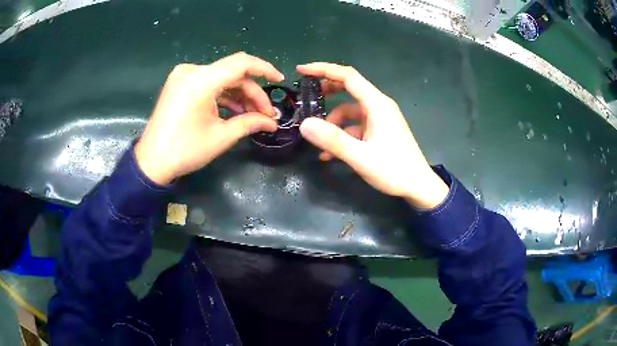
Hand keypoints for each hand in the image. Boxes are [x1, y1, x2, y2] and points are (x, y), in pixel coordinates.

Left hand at [135, 52, 283, 184]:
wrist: (151, 162)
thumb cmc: (185, 151)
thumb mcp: (221, 137)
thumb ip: (250, 123)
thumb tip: (272, 122)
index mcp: (201, 81)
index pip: (241, 63)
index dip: (264, 69)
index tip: (280, 80)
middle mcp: (191, 71)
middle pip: (232, 73)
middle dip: (252, 92)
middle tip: (266, 114)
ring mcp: (183, 76)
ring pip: (221, 78)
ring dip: (239, 94)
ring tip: (252, 115)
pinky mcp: (180, 84)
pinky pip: (208, 83)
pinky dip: (223, 95)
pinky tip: (235, 110)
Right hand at [297, 63, 448, 208]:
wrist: (419, 187)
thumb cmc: (394, 170)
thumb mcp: (361, 157)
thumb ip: (333, 140)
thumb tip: (304, 124)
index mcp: (377, 104)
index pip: (348, 76)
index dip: (323, 69)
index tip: (302, 70)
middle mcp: (379, 106)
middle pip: (349, 88)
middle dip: (327, 92)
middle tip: (307, 99)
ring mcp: (380, 118)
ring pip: (350, 110)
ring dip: (333, 123)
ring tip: (320, 144)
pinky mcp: (380, 130)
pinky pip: (356, 126)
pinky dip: (342, 134)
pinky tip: (330, 155)